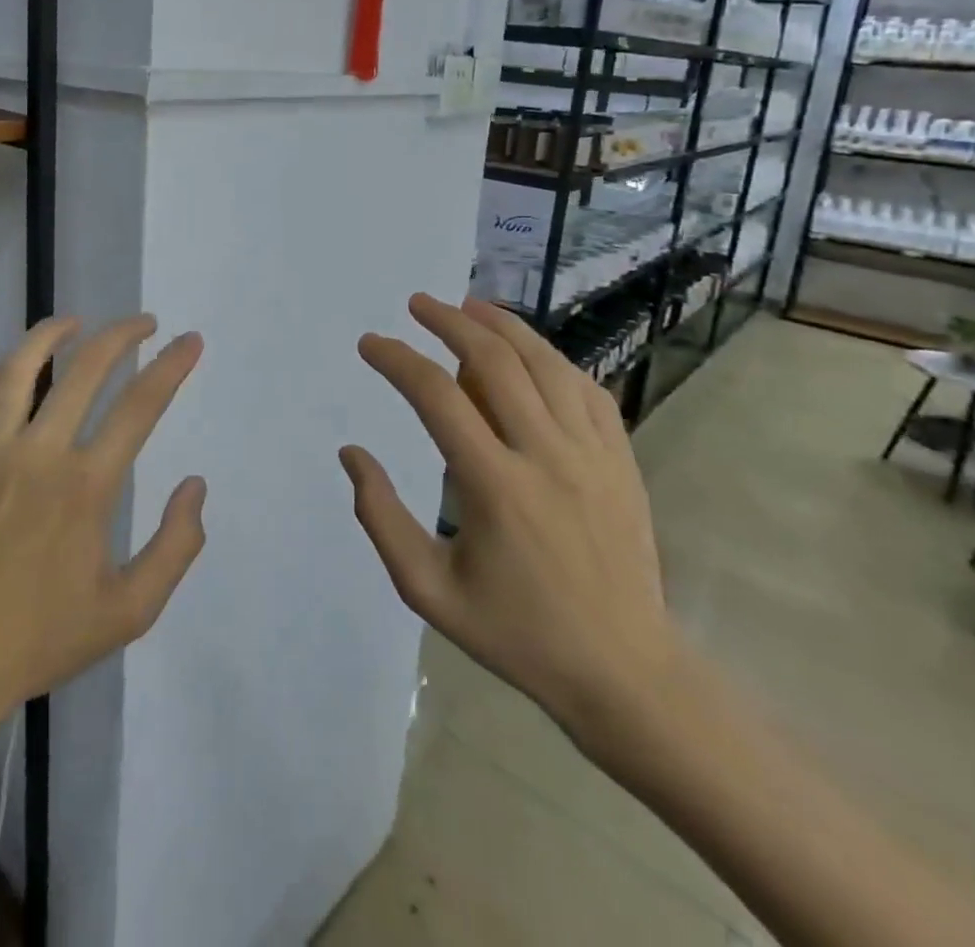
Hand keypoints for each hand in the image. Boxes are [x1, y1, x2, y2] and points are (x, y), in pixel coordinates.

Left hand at [0, 316, 207, 758]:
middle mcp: (39, 453)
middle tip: (145, 323)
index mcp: (87, 485)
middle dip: (123, 334)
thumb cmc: (43, 639)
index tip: (191, 341)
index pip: (141, 404)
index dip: (172, 365)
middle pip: (86, 367)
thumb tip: (194, 486)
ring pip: (18, 367)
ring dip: (51, 334)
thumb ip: (177, 545)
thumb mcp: (131, 610)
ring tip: (75, 322)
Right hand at [341, 294, 687, 767]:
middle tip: (419, 303)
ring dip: (502, 326)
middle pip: (493, 361)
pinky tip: (531, 353)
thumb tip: (352, 454)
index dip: (398, 360)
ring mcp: (591, 452)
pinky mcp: (621, 458)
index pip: (437, 396)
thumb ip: (381, 518)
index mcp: (494, 486)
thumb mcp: (428, 591)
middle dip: (449, 321)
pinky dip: (552, 359)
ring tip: (469, 306)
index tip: (372, 344)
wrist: (622, 670)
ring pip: (545, 362)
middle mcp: (545, 454)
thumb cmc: (517, 633)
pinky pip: (586, 388)